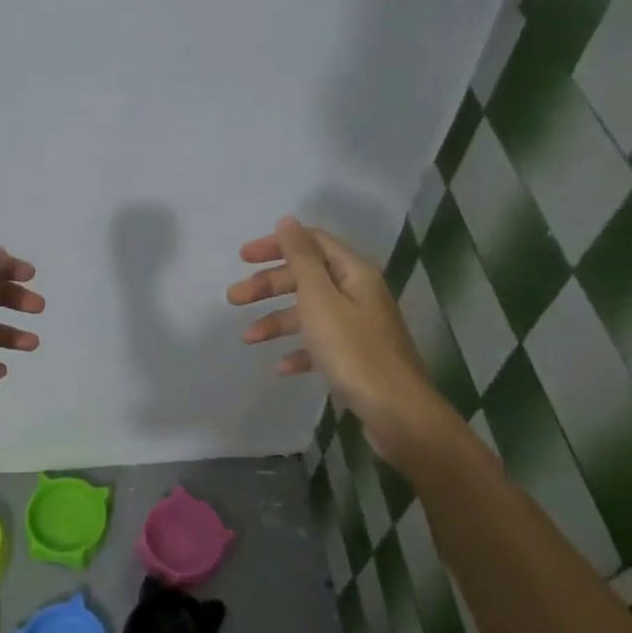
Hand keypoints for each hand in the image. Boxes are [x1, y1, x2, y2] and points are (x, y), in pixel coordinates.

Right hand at [227, 217, 448, 467]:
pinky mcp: (357, 357)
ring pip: (310, 313)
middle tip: (234, 299)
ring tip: (247, 338)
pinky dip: (299, 350)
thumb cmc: (354, 352)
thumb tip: (288, 220)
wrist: (397, 412)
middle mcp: (359, 293)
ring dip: (277, 320)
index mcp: (354, 273)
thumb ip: (302, 259)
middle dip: (269, 286)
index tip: (242, 258)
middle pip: (308, 278)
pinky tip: (281, 367)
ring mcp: (359, 326)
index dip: (276, 245)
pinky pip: (321, 345)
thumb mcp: (320, 300)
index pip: (312, 243)